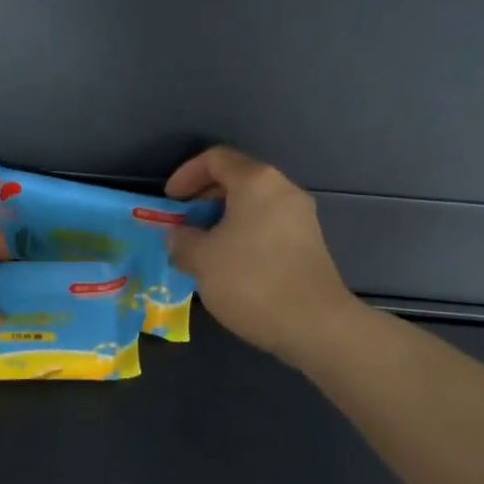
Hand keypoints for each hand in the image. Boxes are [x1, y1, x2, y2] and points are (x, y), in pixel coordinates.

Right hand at [166, 147, 351, 365]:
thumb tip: (179, 237)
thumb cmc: (250, 280)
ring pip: (253, 206)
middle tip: (183, 224)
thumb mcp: (201, 260)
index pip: (216, 159)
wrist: (313, 324)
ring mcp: (301, 218)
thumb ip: (182, 241)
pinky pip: (267, 227)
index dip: (186, 174)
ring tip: (202, 249)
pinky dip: (243, 235)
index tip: (170, 201)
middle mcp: (283, 190)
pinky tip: (229, 266)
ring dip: (222, 221)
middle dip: (204, 199)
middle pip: (237, 180)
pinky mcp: (309, 245)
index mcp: (256, 182)